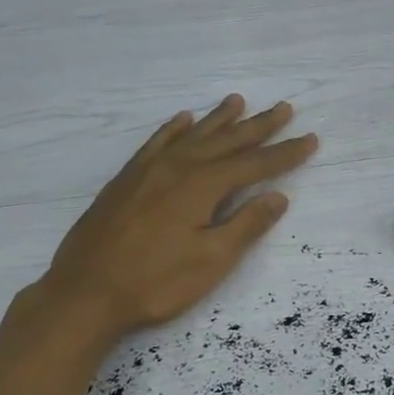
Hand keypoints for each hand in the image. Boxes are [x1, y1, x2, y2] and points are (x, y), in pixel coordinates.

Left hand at [36, 95, 317, 342]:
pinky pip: (156, 143)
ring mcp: (147, 171)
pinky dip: (173, 129)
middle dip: (258, 126)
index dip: (284, 154)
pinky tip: (182, 120)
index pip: (254, 164)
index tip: (310, 139)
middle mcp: (177, 167)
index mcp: (201, 185)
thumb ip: (246, 225)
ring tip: (238, 101)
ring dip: (218, 119)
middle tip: (284, 108)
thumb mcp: (210, 261)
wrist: (84, 293)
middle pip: (226, 141)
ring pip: (192, 135)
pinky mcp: (126, 180)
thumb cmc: (154, 283)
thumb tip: (278, 197)